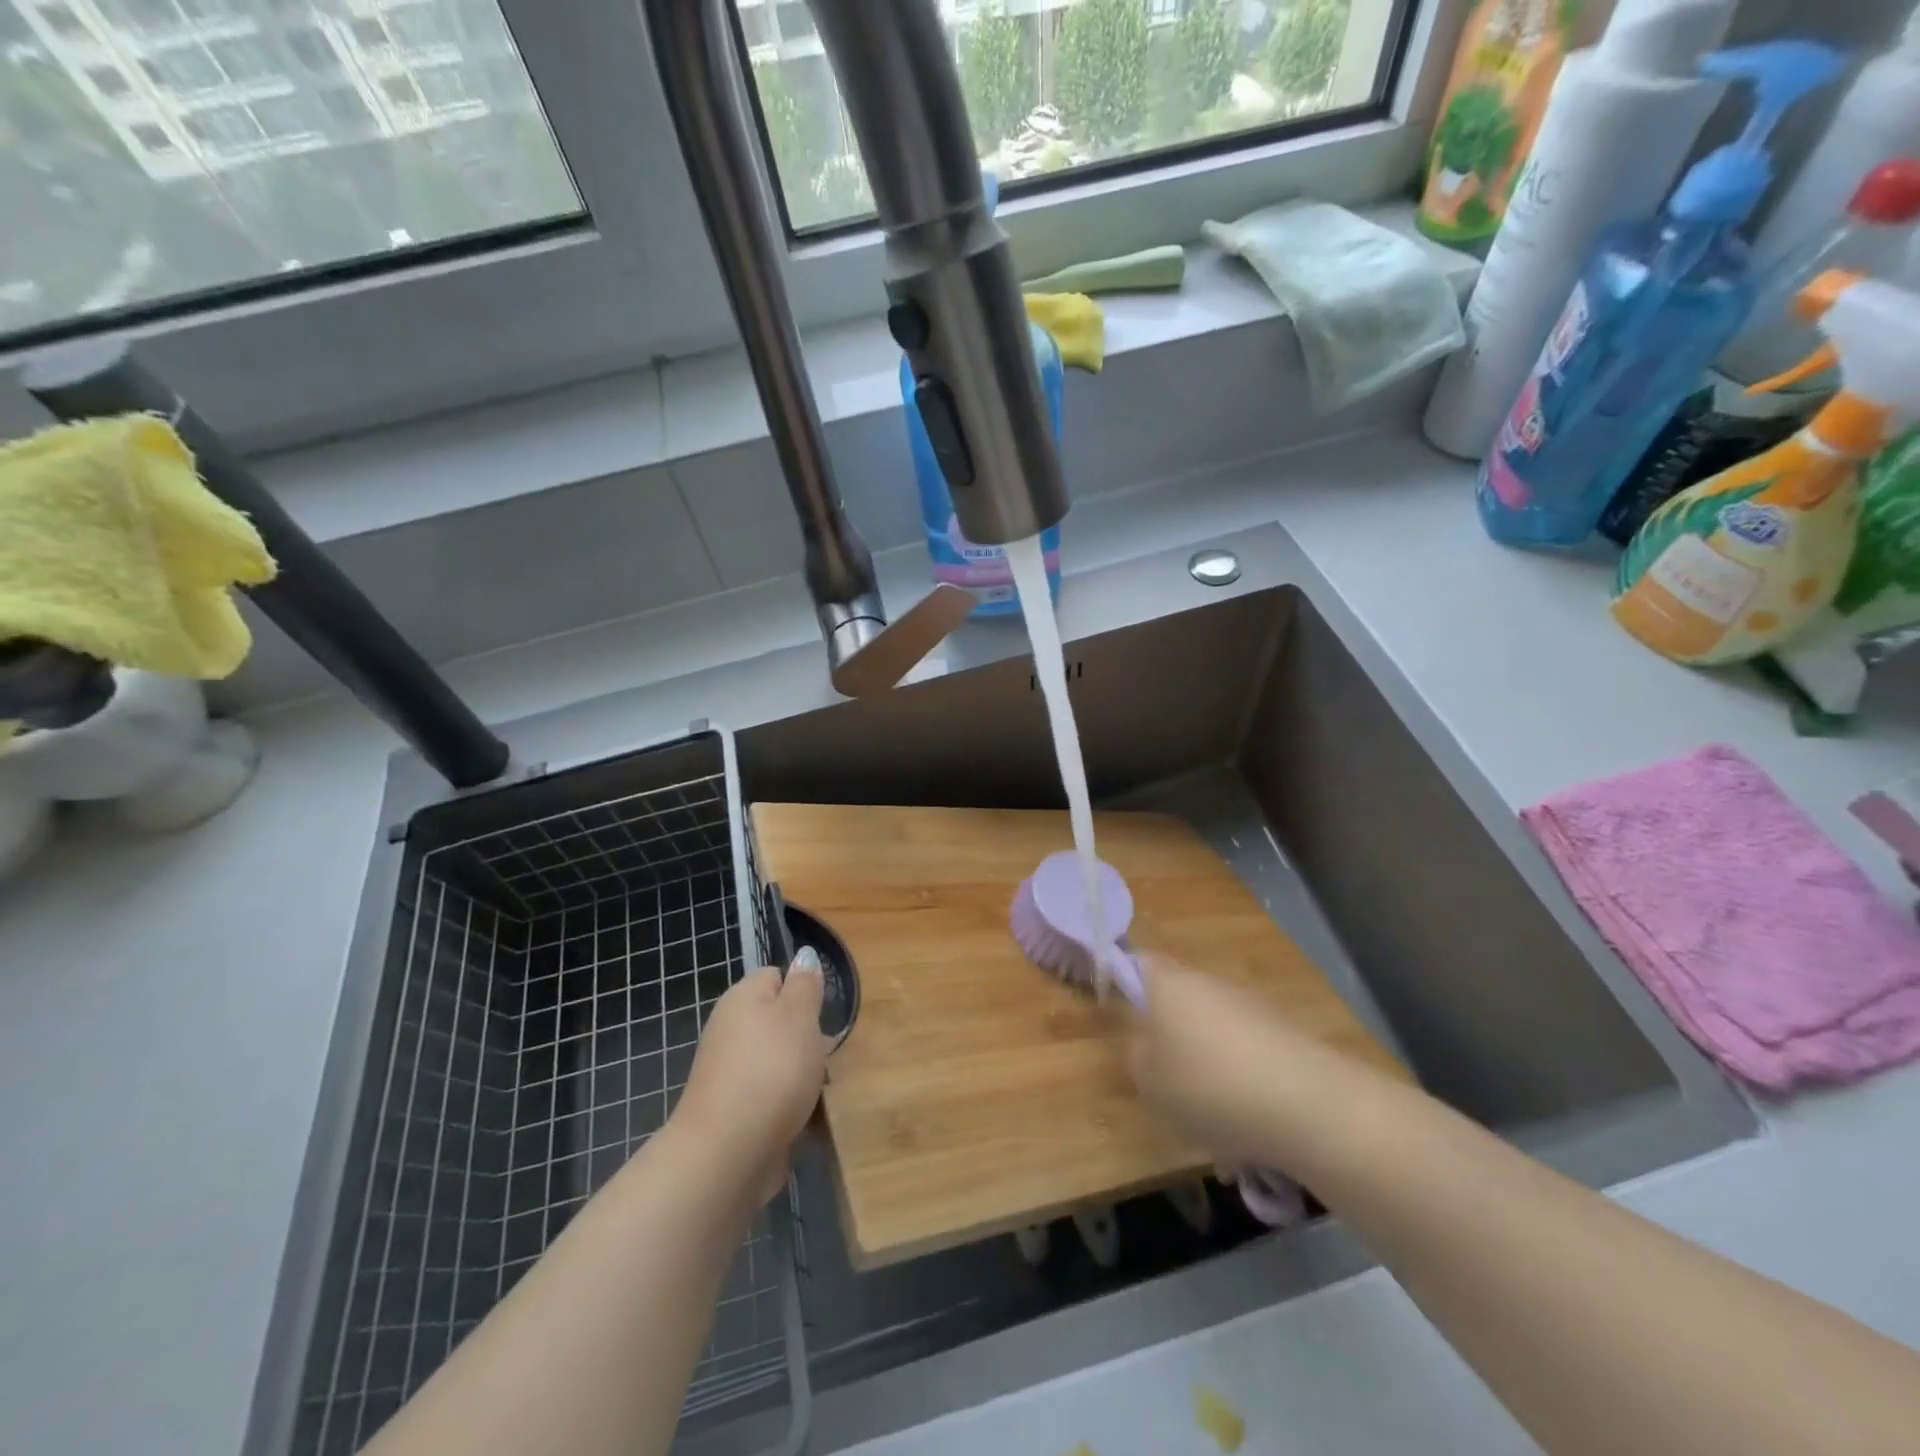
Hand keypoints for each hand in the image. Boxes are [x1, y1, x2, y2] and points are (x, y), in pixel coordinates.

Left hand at [674, 950, 831, 1204]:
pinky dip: (787, 1103)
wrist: (726, 1153)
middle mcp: (729, 1028)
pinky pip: (769, 1094)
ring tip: (819, 1089)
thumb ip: (805, 985)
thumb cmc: (771, 1071)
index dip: (803, 990)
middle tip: (827, 1053)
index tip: (823, 1013)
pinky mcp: (732, 1110)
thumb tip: (803, 956)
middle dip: (806, 1036)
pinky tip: (802, 1117)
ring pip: (777, 1059)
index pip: (776, 976)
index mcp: (742, 997)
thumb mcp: (799, 1016)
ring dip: (800, 1073)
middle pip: (778, 1020)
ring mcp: (728, 1071)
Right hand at [1127, 955, 1318, 1167]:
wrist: (1307, 1105)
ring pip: (1214, 1038)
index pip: (1137, 963)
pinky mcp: (1284, 1037)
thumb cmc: (1208, 1084)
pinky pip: (1247, 1060)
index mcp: (1169, 982)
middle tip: (1164, 1085)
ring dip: (1208, 1072)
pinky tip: (1246, 1136)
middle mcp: (1209, 984)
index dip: (1124, 982)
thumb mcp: (1148, 1079)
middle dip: (1170, 1042)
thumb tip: (1146, 1044)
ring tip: (1211, 1128)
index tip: (1117, 1013)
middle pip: (1178, 1003)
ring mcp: (1251, 1008)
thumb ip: (1137, 1054)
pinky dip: (1242, 1090)